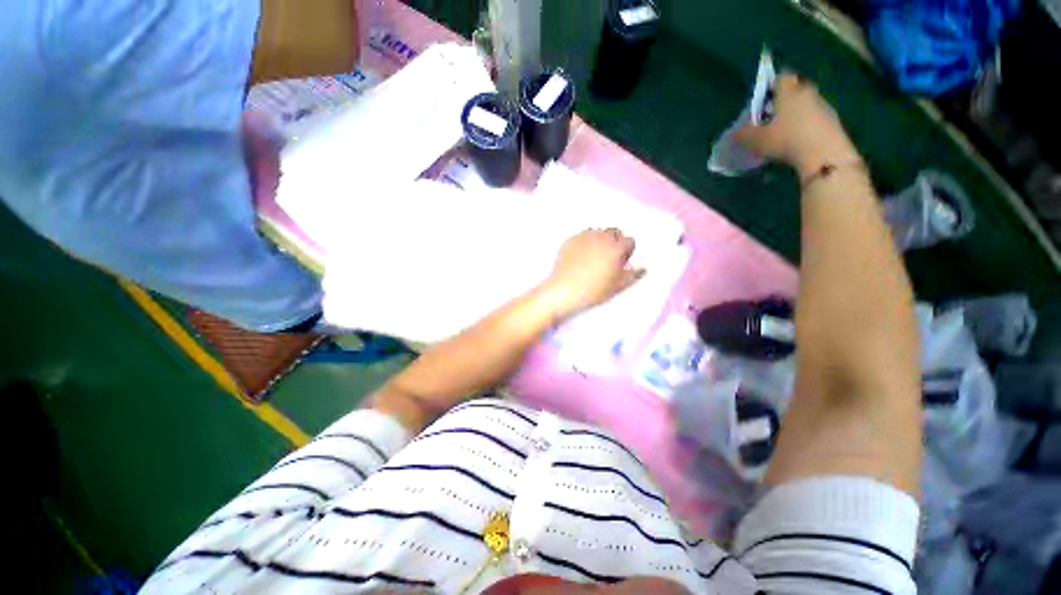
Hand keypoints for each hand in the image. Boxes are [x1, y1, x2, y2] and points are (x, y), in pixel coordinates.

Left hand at [537, 229, 644, 320]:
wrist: (564, 289)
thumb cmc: (594, 290)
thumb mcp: (617, 286)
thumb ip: (633, 275)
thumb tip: (643, 268)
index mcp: (616, 248)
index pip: (629, 241)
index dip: (627, 251)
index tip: (622, 262)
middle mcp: (602, 237)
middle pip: (614, 232)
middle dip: (615, 241)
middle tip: (609, 256)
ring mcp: (584, 237)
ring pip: (598, 232)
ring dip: (600, 239)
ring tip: (594, 255)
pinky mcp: (570, 240)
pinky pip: (582, 236)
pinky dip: (585, 242)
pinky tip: (580, 255)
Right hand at [734, 73, 861, 177]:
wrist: (824, 153)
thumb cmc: (787, 139)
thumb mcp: (757, 140)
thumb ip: (743, 135)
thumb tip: (734, 133)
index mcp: (789, 92)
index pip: (781, 77)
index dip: (772, 85)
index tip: (764, 99)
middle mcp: (807, 92)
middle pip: (795, 89)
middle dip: (785, 99)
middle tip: (772, 116)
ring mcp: (823, 105)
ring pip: (806, 103)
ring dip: (797, 112)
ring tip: (785, 132)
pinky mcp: (832, 120)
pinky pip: (815, 117)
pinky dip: (807, 124)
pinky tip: (799, 140)